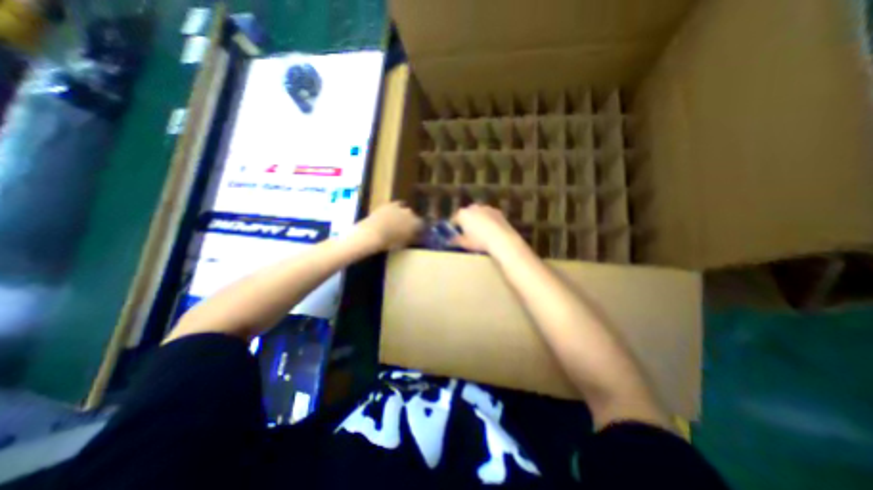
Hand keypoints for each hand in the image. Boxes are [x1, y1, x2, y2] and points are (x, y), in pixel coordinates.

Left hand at [353, 200, 421, 249]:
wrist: (373, 233)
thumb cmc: (390, 242)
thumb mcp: (404, 243)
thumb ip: (413, 238)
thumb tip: (417, 236)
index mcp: (416, 223)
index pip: (423, 225)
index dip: (421, 229)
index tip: (418, 233)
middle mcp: (411, 213)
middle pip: (414, 216)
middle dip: (412, 221)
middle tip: (407, 228)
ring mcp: (400, 207)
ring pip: (405, 209)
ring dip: (403, 214)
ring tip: (398, 220)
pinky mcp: (389, 204)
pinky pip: (396, 205)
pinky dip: (395, 209)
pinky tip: (392, 214)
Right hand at [449, 203, 523, 254]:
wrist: (501, 239)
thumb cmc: (479, 241)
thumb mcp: (465, 243)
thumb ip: (455, 240)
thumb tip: (449, 240)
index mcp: (462, 214)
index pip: (454, 219)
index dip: (453, 227)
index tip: (454, 233)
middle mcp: (473, 207)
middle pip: (467, 214)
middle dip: (466, 221)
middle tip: (467, 232)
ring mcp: (486, 208)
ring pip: (478, 214)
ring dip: (477, 220)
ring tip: (479, 231)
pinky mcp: (497, 211)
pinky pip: (489, 216)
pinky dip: (488, 220)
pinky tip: (490, 230)